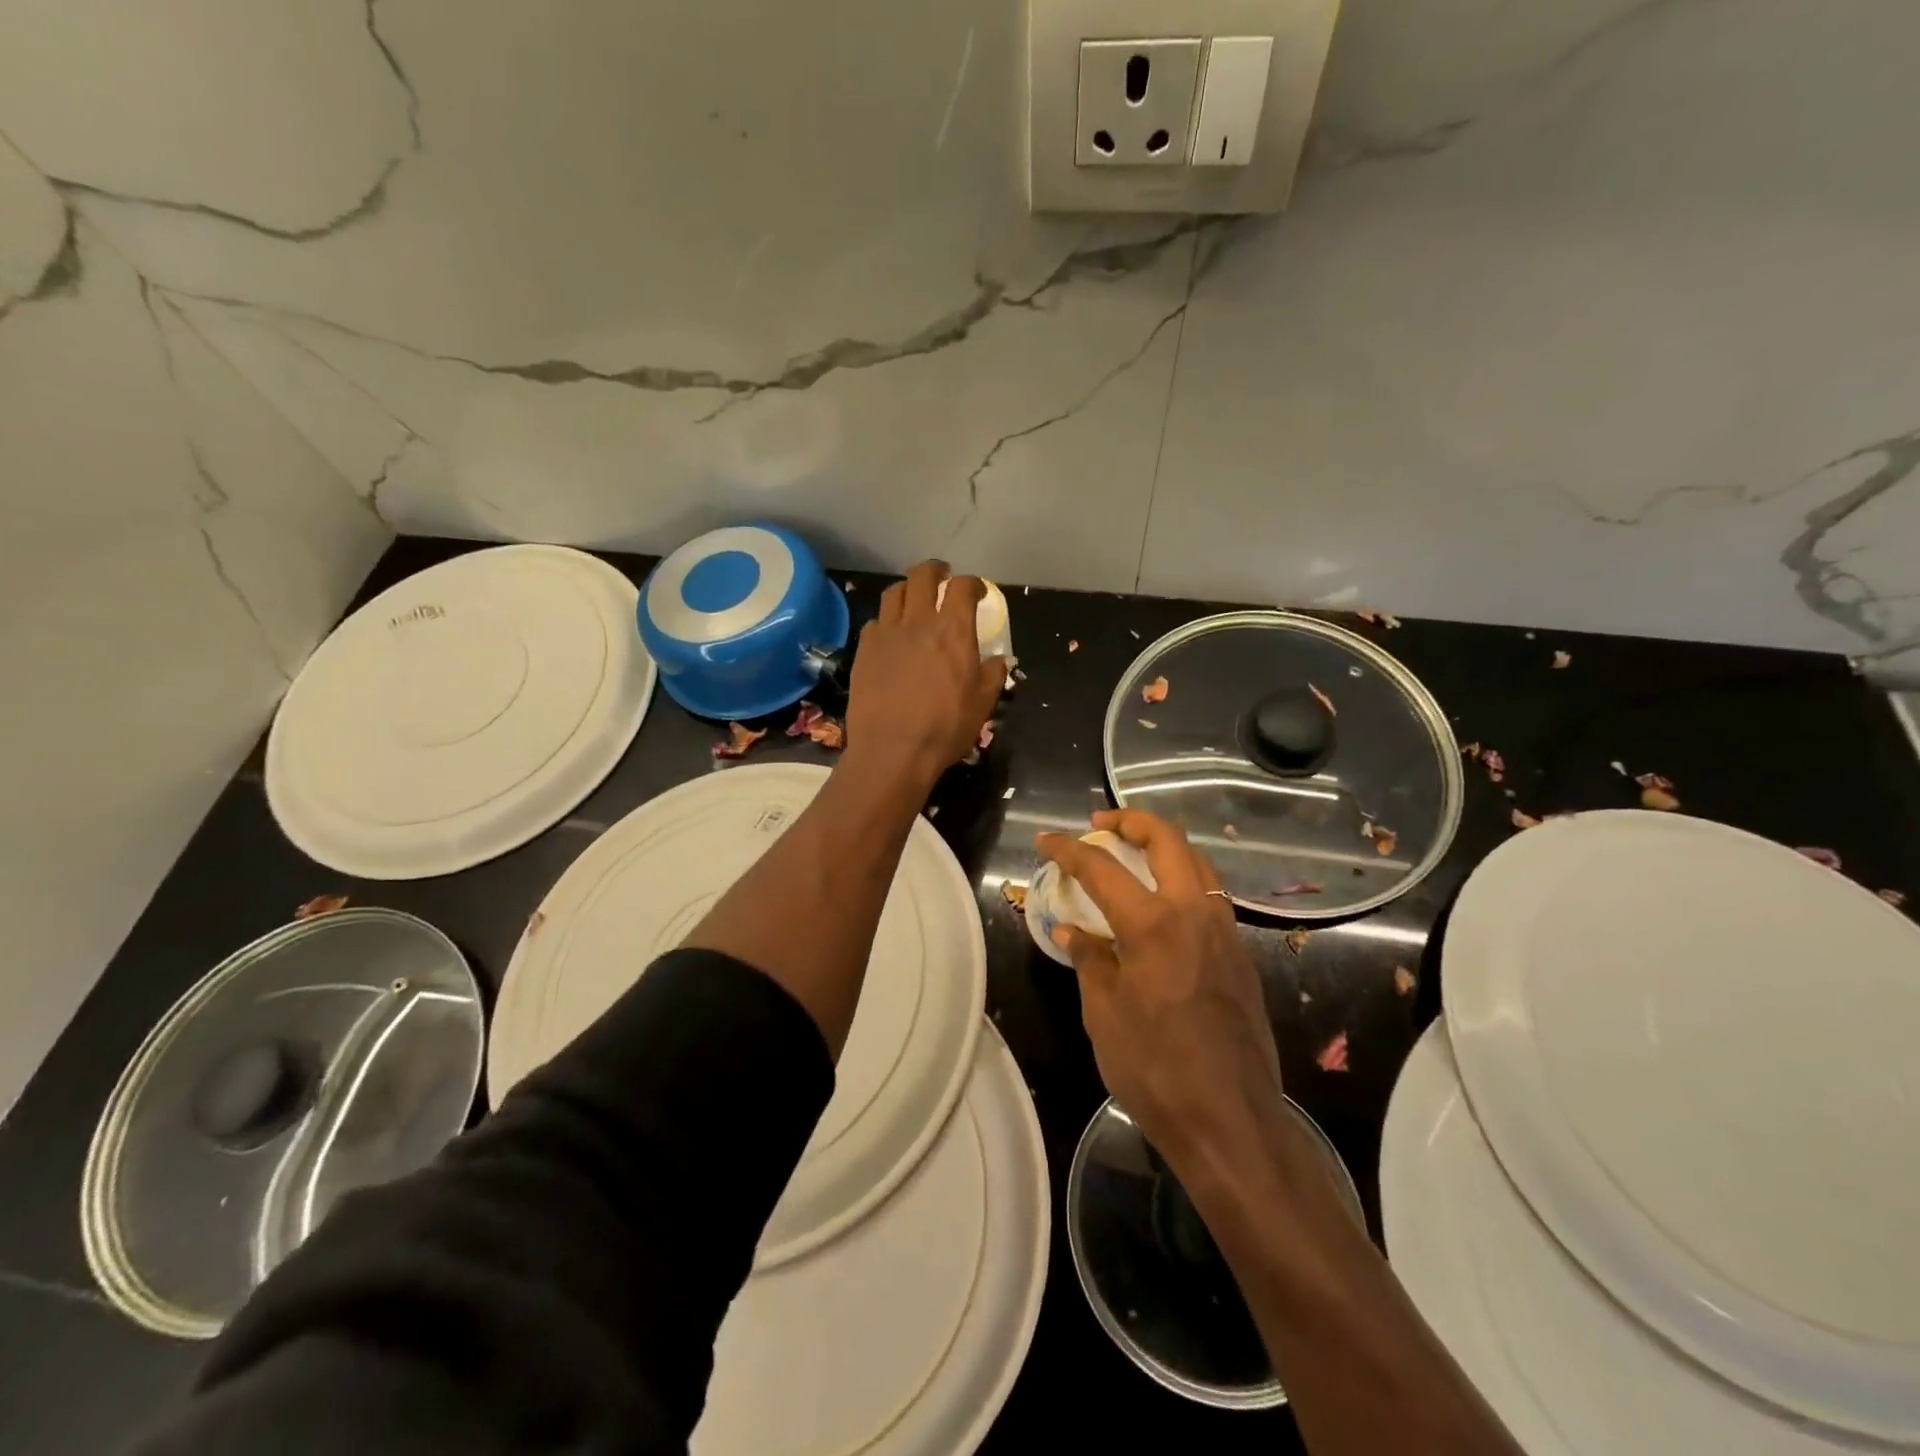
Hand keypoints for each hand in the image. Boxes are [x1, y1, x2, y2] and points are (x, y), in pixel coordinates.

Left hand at [845, 561, 1005, 793]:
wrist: (892, 750)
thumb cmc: (945, 728)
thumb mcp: (983, 704)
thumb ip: (993, 674)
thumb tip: (998, 659)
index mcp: (954, 631)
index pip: (962, 587)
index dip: (972, 584)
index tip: (977, 592)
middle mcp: (919, 622)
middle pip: (922, 575)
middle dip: (935, 571)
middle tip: (942, 578)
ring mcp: (887, 633)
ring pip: (895, 592)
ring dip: (908, 590)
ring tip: (914, 601)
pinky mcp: (864, 650)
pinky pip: (876, 622)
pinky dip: (887, 621)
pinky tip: (891, 635)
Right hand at [1037, 809, 1287, 1174]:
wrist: (1230, 1121)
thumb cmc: (1155, 1069)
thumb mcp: (1103, 1014)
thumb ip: (1089, 960)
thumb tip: (1071, 931)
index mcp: (1152, 925)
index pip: (1102, 868)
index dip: (1069, 849)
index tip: (1047, 839)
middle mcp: (1194, 914)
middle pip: (1167, 840)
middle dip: (1131, 821)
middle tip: (1101, 824)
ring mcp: (1225, 932)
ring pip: (1198, 862)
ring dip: (1164, 846)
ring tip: (1134, 854)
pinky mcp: (1241, 955)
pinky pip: (1212, 896)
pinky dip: (1185, 879)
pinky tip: (1165, 906)